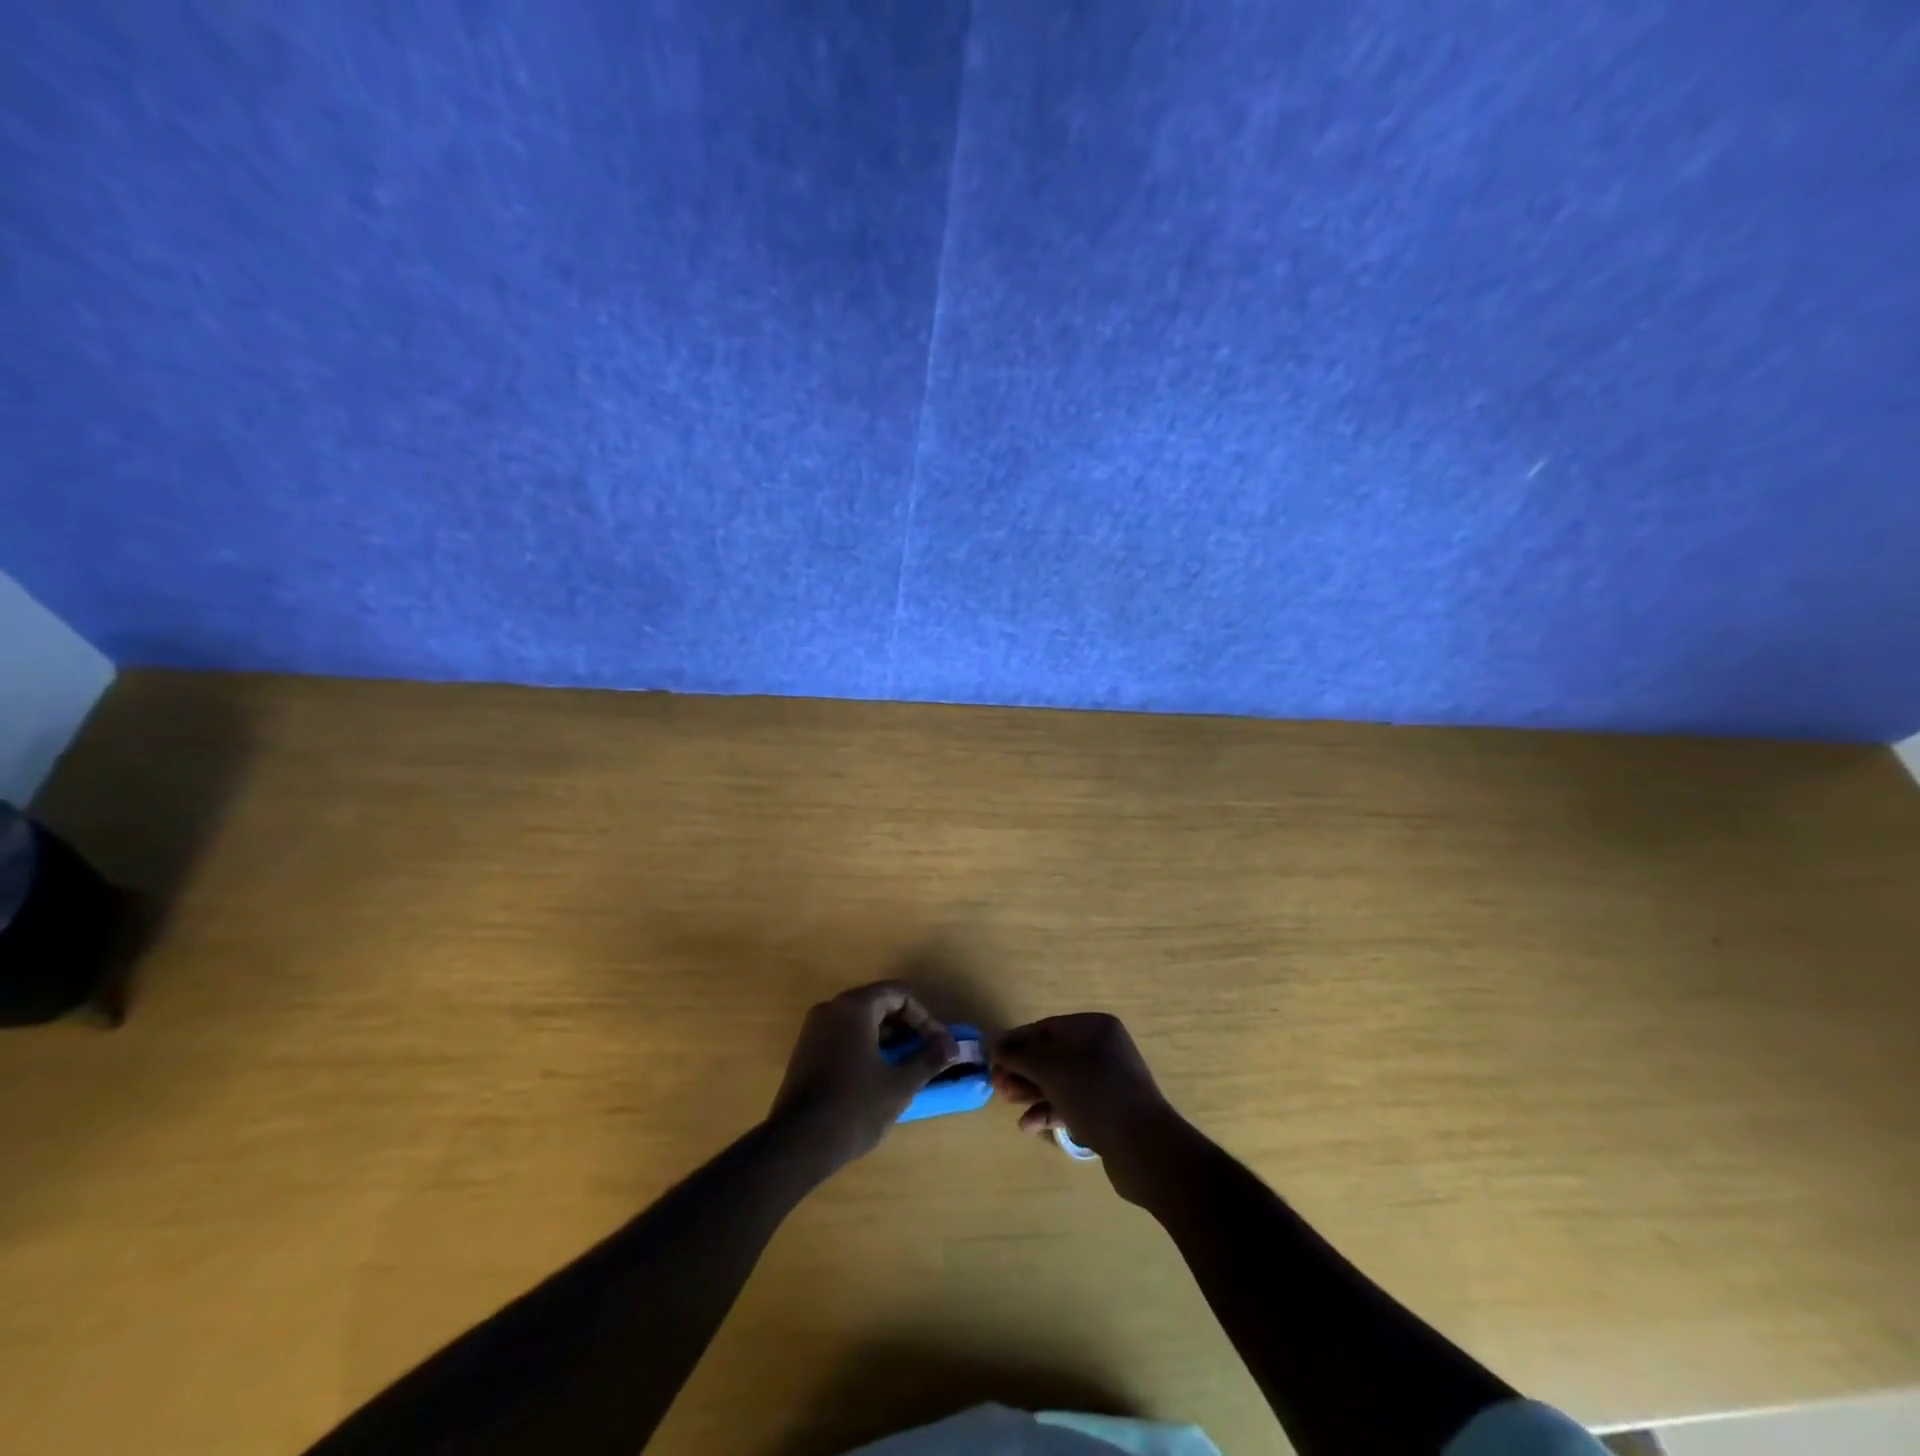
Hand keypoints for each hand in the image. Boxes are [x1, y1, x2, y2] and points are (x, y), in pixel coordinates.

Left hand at [769, 982, 958, 1172]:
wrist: (796, 1145)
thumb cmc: (854, 1108)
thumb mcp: (900, 1085)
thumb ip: (929, 1059)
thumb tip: (952, 1046)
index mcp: (855, 1006)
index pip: (900, 994)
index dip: (925, 1018)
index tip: (939, 1046)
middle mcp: (832, 1008)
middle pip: (880, 1003)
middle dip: (908, 1026)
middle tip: (926, 1054)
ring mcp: (814, 1028)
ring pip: (862, 1020)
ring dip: (888, 1037)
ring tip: (907, 1066)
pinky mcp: (806, 1049)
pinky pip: (844, 1035)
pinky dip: (866, 1045)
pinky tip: (878, 1074)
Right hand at [991, 1013, 1180, 1204]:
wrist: (1144, 1148)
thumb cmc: (1095, 1094)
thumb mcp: (1051, 1069)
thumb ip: (1020, 1055)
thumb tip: (996, 1044)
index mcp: (1095, 1028)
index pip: (1047, 1028)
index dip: (1017, 1041)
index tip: (993, 1057)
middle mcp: (1103, 1049)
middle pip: (1053, 1055)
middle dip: (1023, 1070)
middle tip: (998, 1085)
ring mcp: (1107, 1082)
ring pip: (1060, 1081)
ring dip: (1032, 1091)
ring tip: (1009, 1103)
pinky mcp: (1108, 1112)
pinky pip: (1072, 1104)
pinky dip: (1050, 1111)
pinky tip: (1029, 1126)